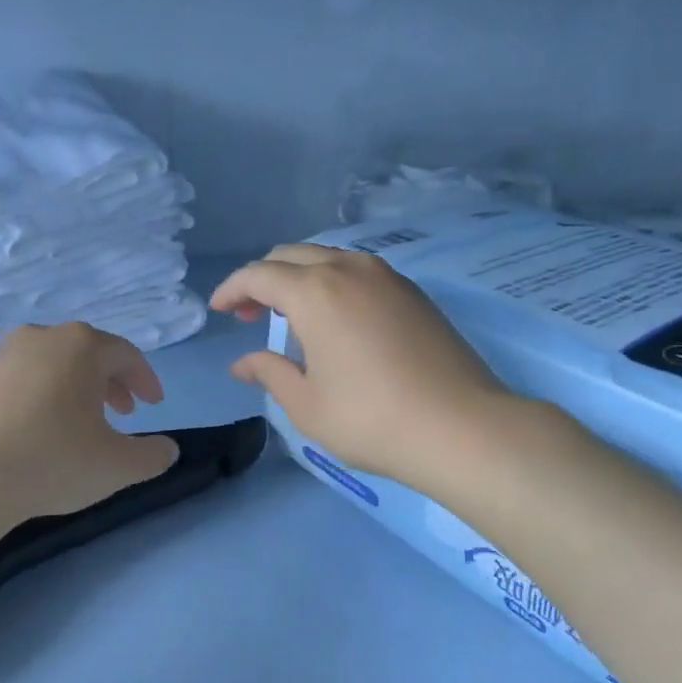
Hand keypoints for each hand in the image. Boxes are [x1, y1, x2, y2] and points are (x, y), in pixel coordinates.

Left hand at [0, 323, 179, 525]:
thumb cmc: (51, 462)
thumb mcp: (117, 467)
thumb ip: (152, 455)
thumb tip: (168, 449)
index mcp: (80, 347)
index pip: (126, 354)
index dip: (145, 379)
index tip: (153, 406)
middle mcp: (38, 338)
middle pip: (83, 353)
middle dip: (107, 382)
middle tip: (119, 413)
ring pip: (42, 364)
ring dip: (63, 387)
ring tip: (68, 421)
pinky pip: (5, 382)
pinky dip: (22, 398)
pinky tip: (21, 429)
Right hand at [211, 244, 520, 490]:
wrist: (462, 427)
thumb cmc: (372, 419)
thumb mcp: (306, 404)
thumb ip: (269, 372)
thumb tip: (242, 363)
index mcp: (315, 292)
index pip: (259, 275)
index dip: (232, 289)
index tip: (219, 310)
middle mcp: (349, 269)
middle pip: (292, 256)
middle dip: (263, 279)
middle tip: (249, 314)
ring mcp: (387, 277)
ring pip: (328, 258)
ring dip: (299, 277)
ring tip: (291, 315)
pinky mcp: (413, 292)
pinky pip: (358, 271)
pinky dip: (332, 283)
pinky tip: (335, 318)